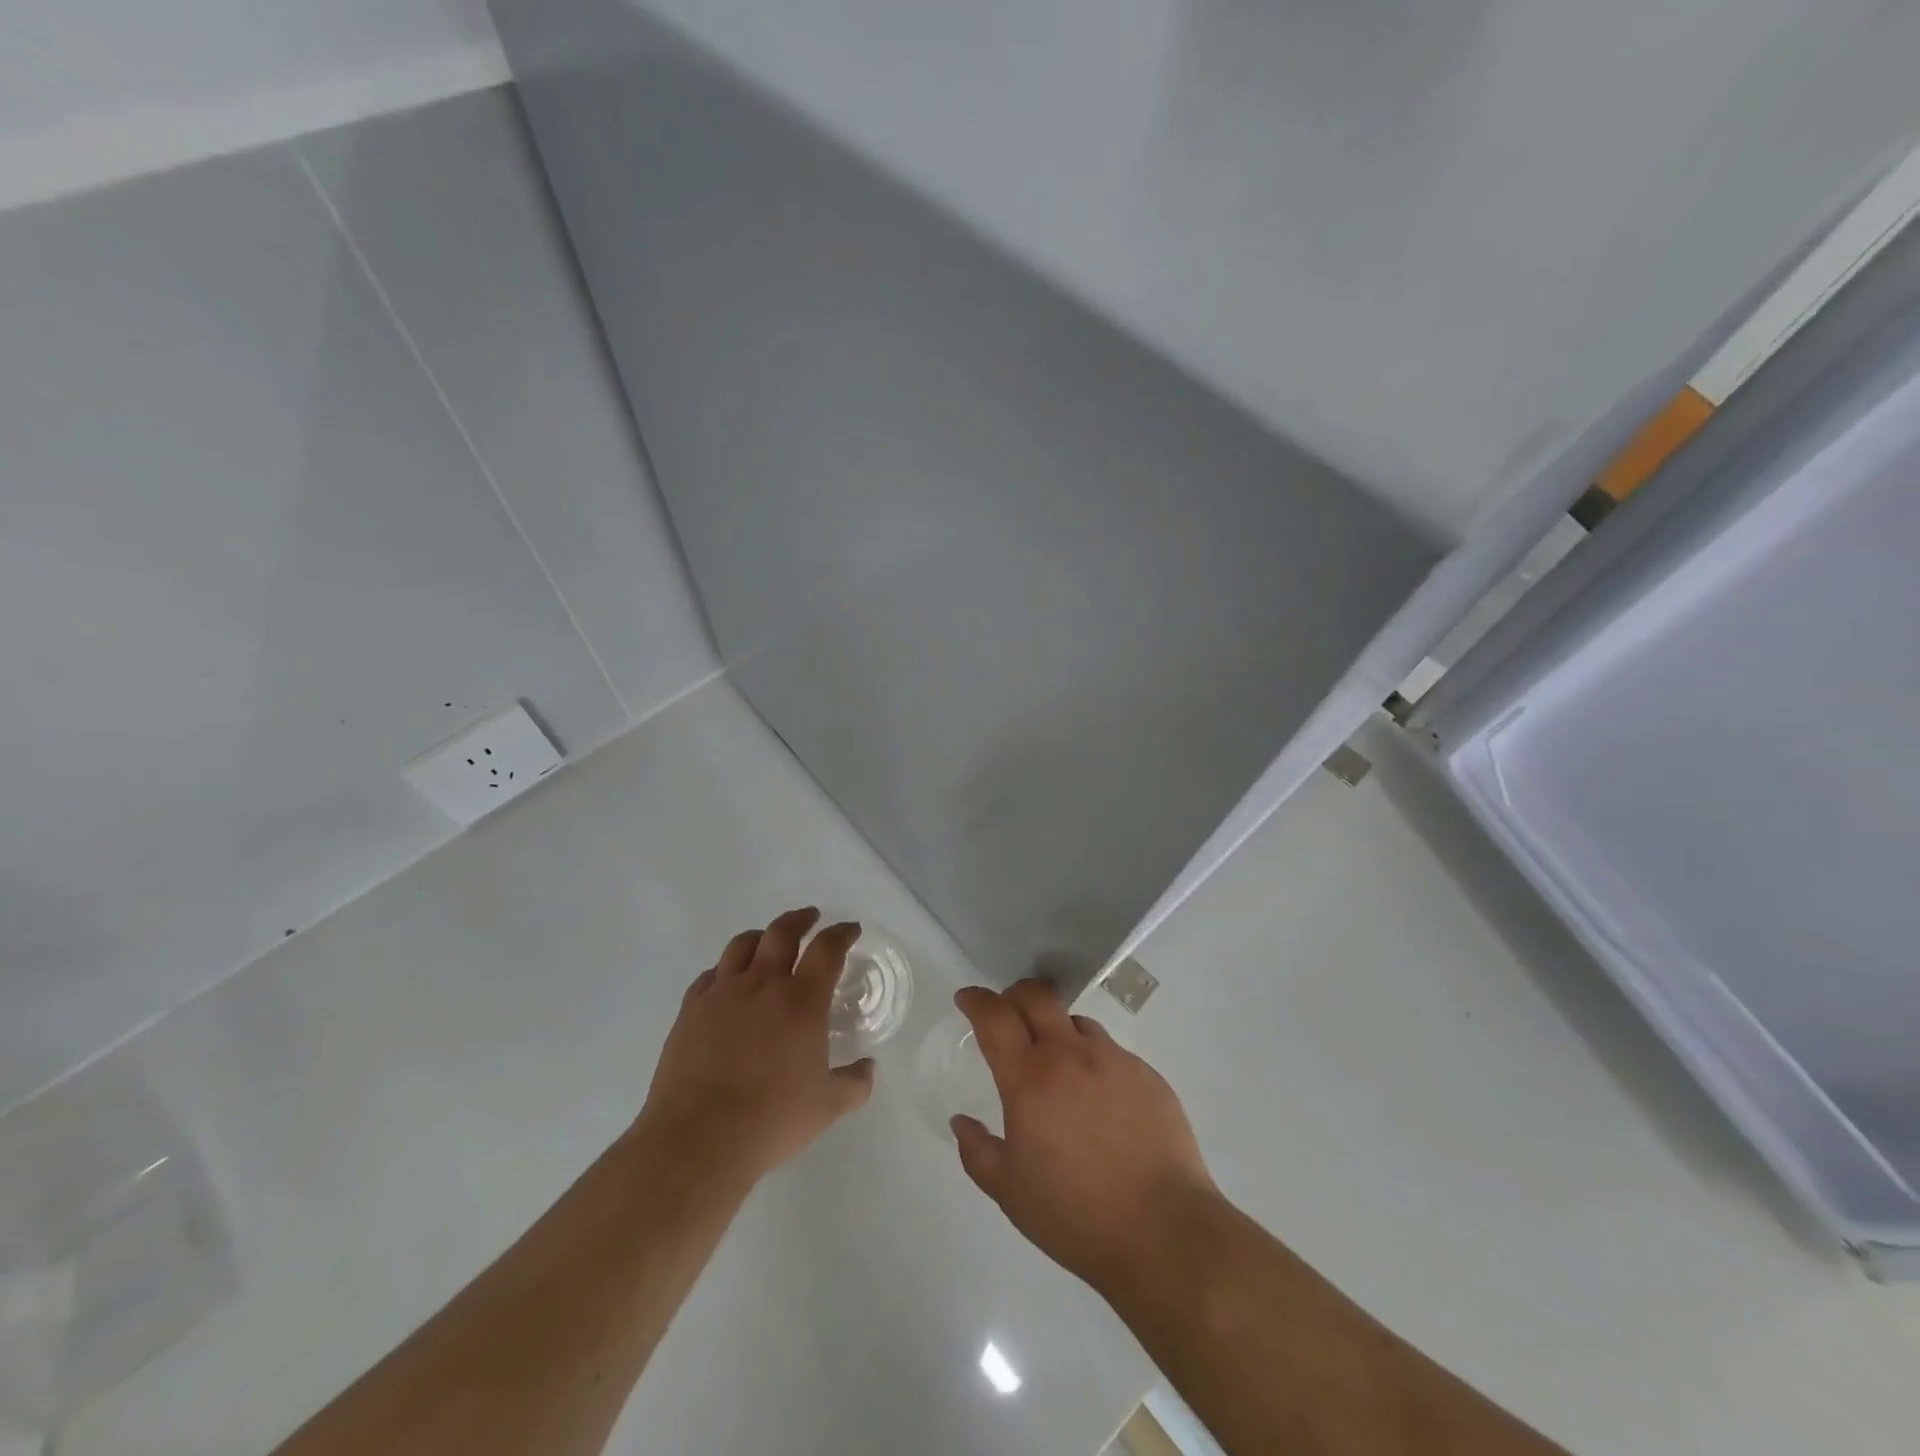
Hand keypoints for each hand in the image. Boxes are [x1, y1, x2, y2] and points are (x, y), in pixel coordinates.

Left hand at [635, 908, 875, 1180]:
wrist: (698, 1138)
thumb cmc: (771, 1119)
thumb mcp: (827, 1107)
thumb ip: (854, 1084)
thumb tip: (868, 1069)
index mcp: (802, 1000)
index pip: (827, 949)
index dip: (841, 934)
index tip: (850, 930)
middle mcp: (762, 985)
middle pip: (782, 932)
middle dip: (800, 919)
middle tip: (810, 918)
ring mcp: (722, 994)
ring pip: (742, 945)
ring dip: (761, 936)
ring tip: (767, 941)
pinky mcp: (690, 1010)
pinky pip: (709, 975)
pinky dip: (725, 970)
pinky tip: (727, 982)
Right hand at [951, 979, 1215, 1294]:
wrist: (1164, 1232)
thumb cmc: (1075, 1215)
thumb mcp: (1010, 1193)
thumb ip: (978, 1152)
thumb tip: (962, 1122)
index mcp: (1029, 1078)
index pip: (995, 1017)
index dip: (976, 1000)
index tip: (967, 999)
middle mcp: (1070, 1054)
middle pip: (1037, 996)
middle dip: (1015, 994)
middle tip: (1007, 1013)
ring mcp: (1113, 1060)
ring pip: (1076, 1022)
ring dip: (1057, 1030)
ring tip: (1058, 1066)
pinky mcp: (1147, 1074)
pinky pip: (1111, 1052)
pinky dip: (1093, 1062)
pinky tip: (1099, 1102)